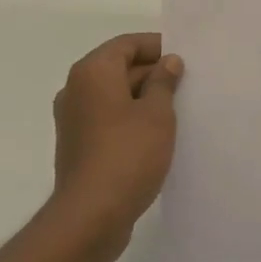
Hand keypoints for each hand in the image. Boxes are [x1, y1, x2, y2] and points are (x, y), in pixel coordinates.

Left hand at [51, 33, 182, 247]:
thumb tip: (168, 62)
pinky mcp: (77, 145)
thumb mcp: (157, 113)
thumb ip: (164, 82)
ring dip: (143, 98)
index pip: (127, 44)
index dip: (157, 46)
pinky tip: (155, 135)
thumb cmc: (127, 154)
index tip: (184, 58)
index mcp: (93, 71)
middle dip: (152, 73)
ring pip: (114, 95)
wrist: (90, 217)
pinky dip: (129, 119)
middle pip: (119, 67)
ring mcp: (73, 119)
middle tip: (186, 84)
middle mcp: (76, 89)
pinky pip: (107, 118)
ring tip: (176, 109)